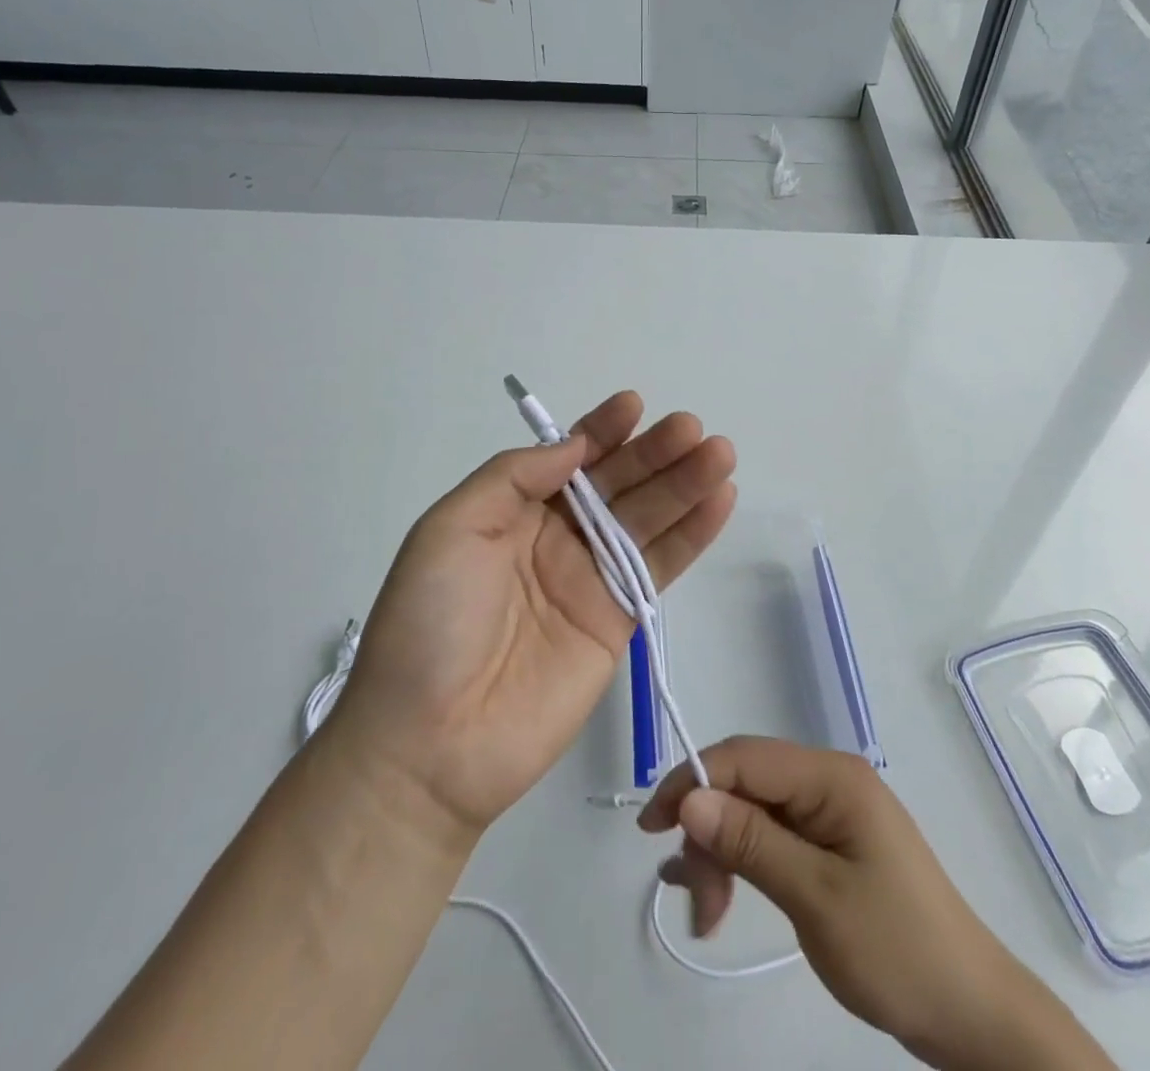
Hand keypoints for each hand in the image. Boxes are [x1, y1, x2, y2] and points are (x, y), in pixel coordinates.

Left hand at [323, 392, 735, 848]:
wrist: (430, 744)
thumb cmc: (429, 623)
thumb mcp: (450, 529)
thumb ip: (513, 478)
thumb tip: (574, 447)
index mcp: (512, 511)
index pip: (568, 459)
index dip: (602, 430)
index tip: (636, 405)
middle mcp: (556, 537)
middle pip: (617, 485)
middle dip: (655, 453)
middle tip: (693, 428)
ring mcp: (591, 579)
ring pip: (648, 520)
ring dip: (685, 484)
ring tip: (720, 453)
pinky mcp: (619, 620)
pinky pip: (661, 567)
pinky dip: (693, 534)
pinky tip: (720, 500)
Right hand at [639, 738, 1115, 1070]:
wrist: (970, 1013)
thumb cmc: (897, 950)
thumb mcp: (816, 898)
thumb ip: (751, 842)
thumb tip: (689, 798)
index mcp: (830, 776)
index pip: (743, 757)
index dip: (691, 781)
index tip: (652, 829)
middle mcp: (826, 781)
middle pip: (744, 785)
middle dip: (708, 833)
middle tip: (695, 903)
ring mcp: (828, 812)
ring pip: (751, 812)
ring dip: (721, 855)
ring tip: (707, 917)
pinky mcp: (828, 844)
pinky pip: (769, 836)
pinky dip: (740, 862)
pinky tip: (714, 895)